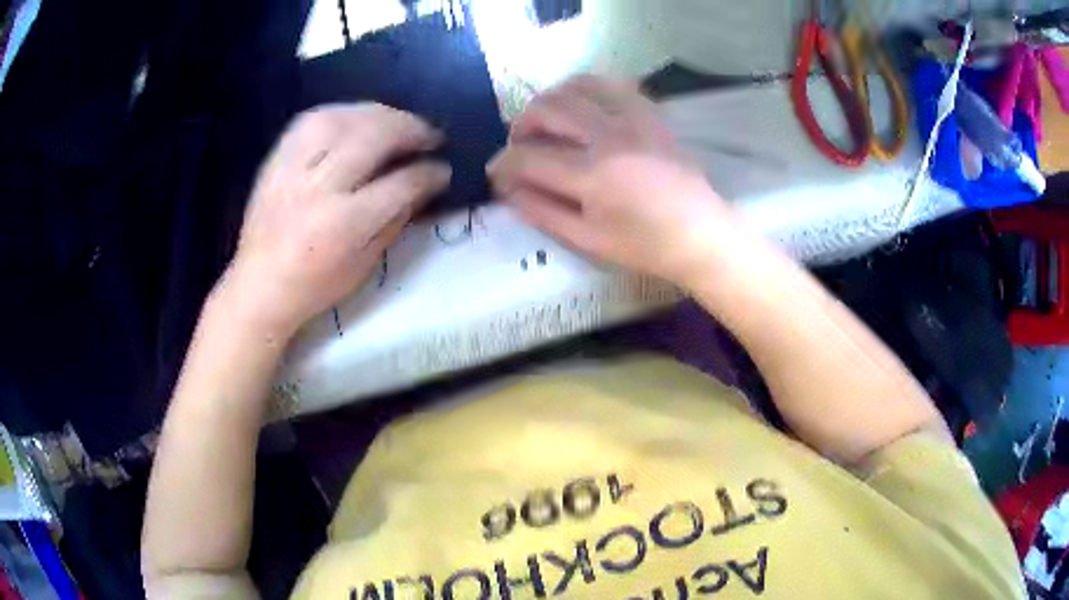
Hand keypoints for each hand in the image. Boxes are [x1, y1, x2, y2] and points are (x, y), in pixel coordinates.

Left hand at [221, 104, 450, 335]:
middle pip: (373, 137)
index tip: (444, 168)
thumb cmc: (315, 286)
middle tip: (429, 134)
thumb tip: (426, 183)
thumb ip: (397, 219)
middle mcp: (319, 188)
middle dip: (411, 129)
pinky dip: (340, 113)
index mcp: (345, 224)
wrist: (259, 286)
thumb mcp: (365, 264)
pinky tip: (356, 118)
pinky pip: (310, 120)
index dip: (430, 172)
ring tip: (396, 120)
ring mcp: (293, 169)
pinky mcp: (276, 160)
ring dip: (378, 113)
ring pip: (342, 119)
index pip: (401, 184)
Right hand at [488, 75, 742, 286]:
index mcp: (592, 177)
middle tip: (520, 144)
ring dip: (550, 100)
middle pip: (547, 110)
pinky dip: (587, 88)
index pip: (529, 157)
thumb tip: (508, 190)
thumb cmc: (645, 246)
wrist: (700, 234)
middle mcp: (609, 138)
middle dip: (521, 125)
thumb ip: (543, 212)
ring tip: (547, 121)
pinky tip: (580, 104)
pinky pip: (612, 85)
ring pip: (576, 88)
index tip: (496, 173)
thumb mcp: (588, 241)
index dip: (503, 164)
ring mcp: (633, 120)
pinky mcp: (650, 114)